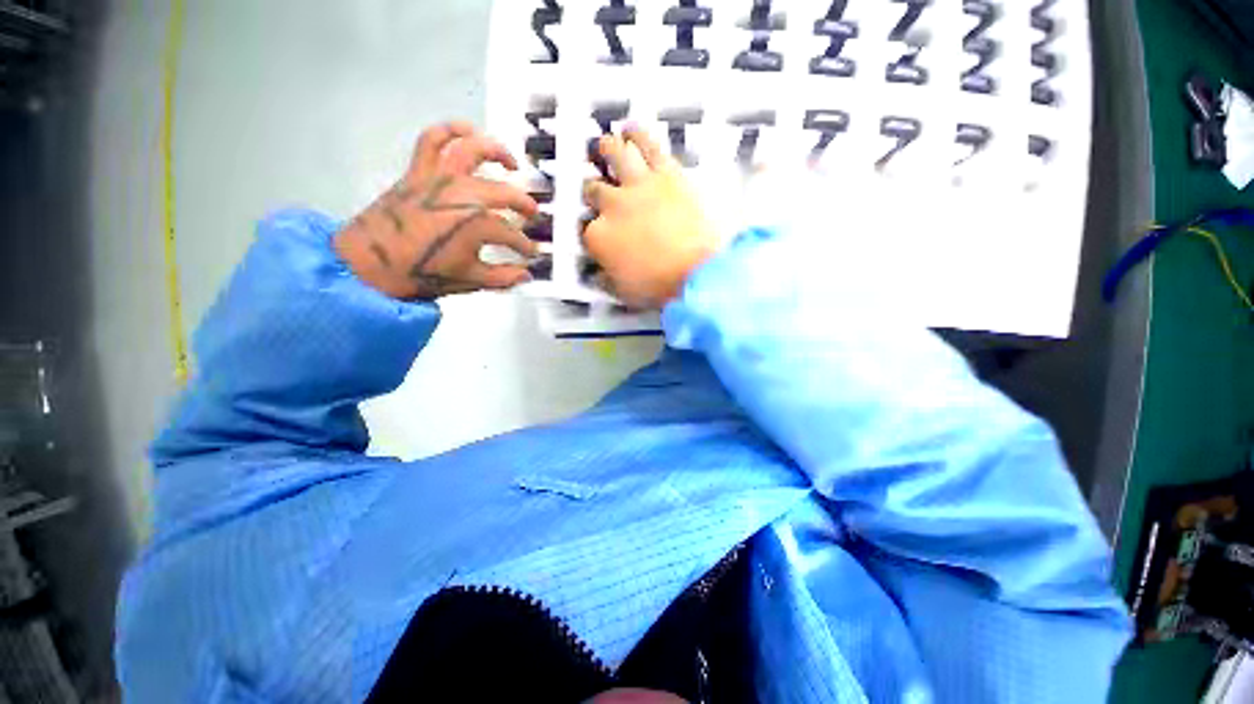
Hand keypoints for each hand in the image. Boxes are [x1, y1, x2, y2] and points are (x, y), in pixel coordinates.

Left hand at [335, 121, 539, 299]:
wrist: (370, 264)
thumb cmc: (420, 273)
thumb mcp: (470, 281)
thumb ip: (503, 278)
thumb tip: (525, 276)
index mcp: (477, 224)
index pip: (513, 236)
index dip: (525, 248)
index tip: (530, 255)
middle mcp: (463, 194)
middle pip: (506, 194)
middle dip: (525, 207)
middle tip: (532, 216)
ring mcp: (440, 178)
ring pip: (474, 150)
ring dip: (497, 152)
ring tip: (511, 163)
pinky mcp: (419, 170)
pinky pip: (433, 139)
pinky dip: (451, 129)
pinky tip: (468, 131)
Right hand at [582, 129, 720, 308]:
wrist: (697, 273)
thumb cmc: (659, 286)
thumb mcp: (624, 292)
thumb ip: (606, 280)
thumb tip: (598, 275)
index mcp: (599, 237)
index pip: (586, 228)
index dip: (591, 229)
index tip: (598, 231)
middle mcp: (612, 205)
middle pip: (594, 189)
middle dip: (593, 190)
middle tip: (597, 189)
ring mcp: (638, 186)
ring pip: (615, 155)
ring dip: (607, 149)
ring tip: (605, 145)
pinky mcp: (666, 173)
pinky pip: (648, 144)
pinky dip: (637, 134)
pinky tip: (631, 128)